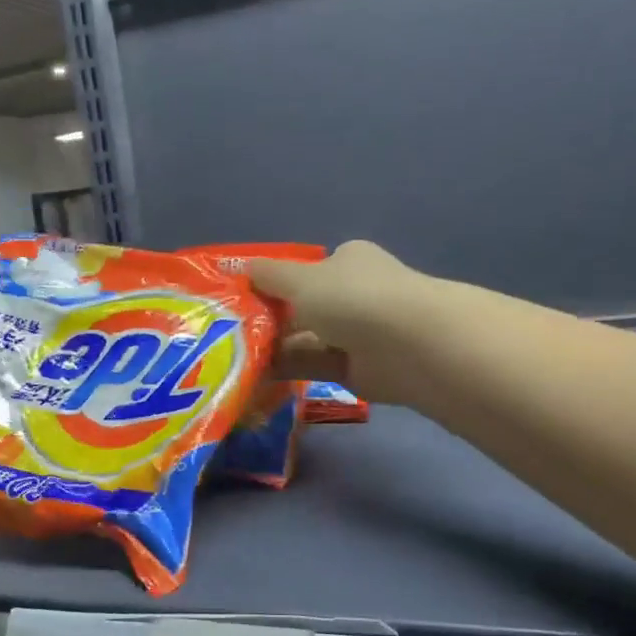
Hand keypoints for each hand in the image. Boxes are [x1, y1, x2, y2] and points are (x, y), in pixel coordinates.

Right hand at [247, 240, 436, 405]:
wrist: (408, 346)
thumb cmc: (352, 297)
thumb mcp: (301, 279)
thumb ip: (269, 275)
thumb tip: (243, 268)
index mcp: (347, 261)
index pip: (304, 271)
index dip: (272, 283)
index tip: (239, 299)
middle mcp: (353, 294)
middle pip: (302, 307)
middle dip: (269, 320)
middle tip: (228, 333)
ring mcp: (356, 333)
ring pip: (305, 339)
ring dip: (273, 347)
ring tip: (232, 356)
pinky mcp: (355, 369)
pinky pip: (313, 366)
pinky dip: (286, 369)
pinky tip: (253, 374)